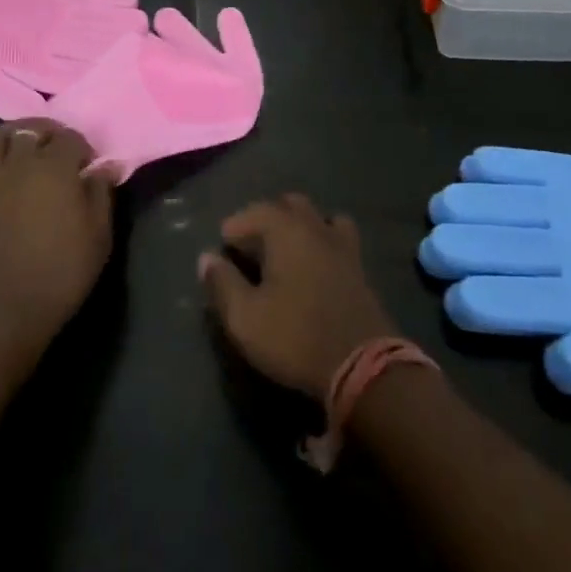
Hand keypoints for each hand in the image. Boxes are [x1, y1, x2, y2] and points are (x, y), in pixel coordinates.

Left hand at [0, 121, 114, 352]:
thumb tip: (105, 166)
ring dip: (14, 134)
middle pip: (32, 130)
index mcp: (55, 167)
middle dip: (49, 134)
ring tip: (25, 146)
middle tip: (59, 150)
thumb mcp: (98, 234)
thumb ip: (101, 194)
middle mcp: (20, 163)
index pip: (70, 138)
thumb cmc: (62, 270)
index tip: (89, 166)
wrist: (8, 307)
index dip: (82, 147)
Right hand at [199, 194, 396, 398]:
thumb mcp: (246, 318)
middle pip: (289, 205)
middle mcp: (314, 226)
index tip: (223, 243)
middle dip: (267, 218)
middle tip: (252, 245)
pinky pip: (338, 237)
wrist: (363, 366)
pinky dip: (323, 240)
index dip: (236, 225)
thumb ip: (222, 284)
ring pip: (317, 217)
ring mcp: (342, 244)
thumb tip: (206, 258)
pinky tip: (317, 263)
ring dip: (299, 225)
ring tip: (286, 249)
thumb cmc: (296, 337)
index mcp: (285, 230)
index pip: (254, 211)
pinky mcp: (360, 267)